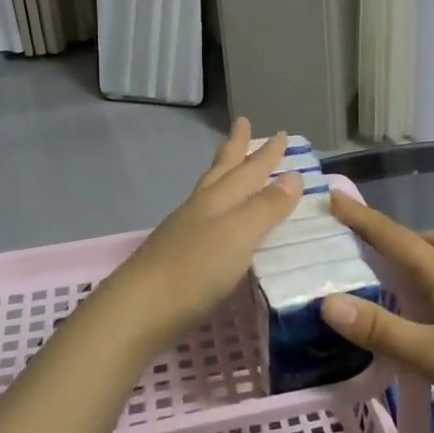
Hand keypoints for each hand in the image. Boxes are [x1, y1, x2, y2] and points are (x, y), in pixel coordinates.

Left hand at [99, 119, 302, 346]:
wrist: (140, 309)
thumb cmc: (195, 269)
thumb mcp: (239, 235)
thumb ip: (265, 207)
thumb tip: (293, 176)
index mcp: (218, 200)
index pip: (248, 170)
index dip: (266, 153)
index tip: (283, 133)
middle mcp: (201, 208)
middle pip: (222, 170)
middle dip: (236, 149)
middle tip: (243, 123)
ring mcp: (185, 231)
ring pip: (209, 191)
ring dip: (224, 173)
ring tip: (230, 164)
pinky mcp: (177, 255)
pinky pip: (204, 217)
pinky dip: (217, 207)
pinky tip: (217, 218)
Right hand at [320, 194, 433, 432]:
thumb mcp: (430, 354)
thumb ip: (379, 329)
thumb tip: (327, 302)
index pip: (392, 236)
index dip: (360, 217)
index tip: (333, 196)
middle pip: (424, 240)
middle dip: (392, 238)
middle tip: (367, 251)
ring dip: (421, 255)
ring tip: (401, 279)